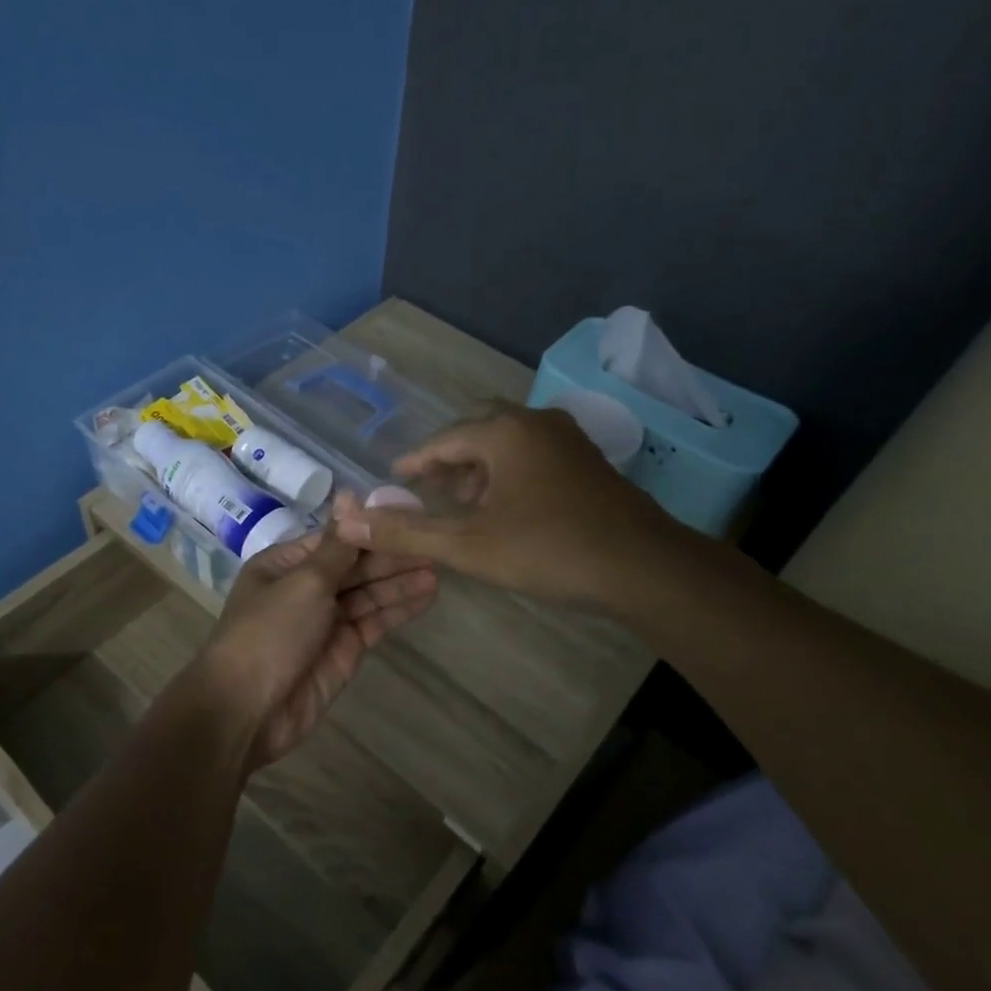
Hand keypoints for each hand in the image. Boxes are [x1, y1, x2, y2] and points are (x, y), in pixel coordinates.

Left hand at [200, 491, 437, 769]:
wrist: (247, 710)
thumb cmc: (270, 633)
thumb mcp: (304, 581)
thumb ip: (337, 545)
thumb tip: (350, 493)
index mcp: (285, 564)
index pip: (336, 538)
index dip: (372, 528)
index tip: (410, 515)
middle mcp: (305, 588)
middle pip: (355, 565)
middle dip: (391, 555)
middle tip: (434, 543)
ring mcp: (325, 621)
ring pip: (368, 593)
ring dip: (400, 580)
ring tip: (439, 566)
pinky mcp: (343, 651)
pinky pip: (374, 622)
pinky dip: (398, 609)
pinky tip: (427, 594)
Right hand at [332, 405, 687, 608]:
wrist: (642, 567)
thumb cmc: (547, 549)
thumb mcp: (467, 545)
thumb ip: (406, 532)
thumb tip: (348, 520)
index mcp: (505, 431)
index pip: (445, 438)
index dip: (415, 461)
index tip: (395, 479)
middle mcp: (537, 423)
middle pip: (479, 428)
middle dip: (449, 456)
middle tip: (428, 487)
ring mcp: (569, 440)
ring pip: (509, 440)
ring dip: (480, 465)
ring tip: (462, 501)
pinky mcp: (589, 463)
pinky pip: (534, 454)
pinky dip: (509, 471)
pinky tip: (506, 507)